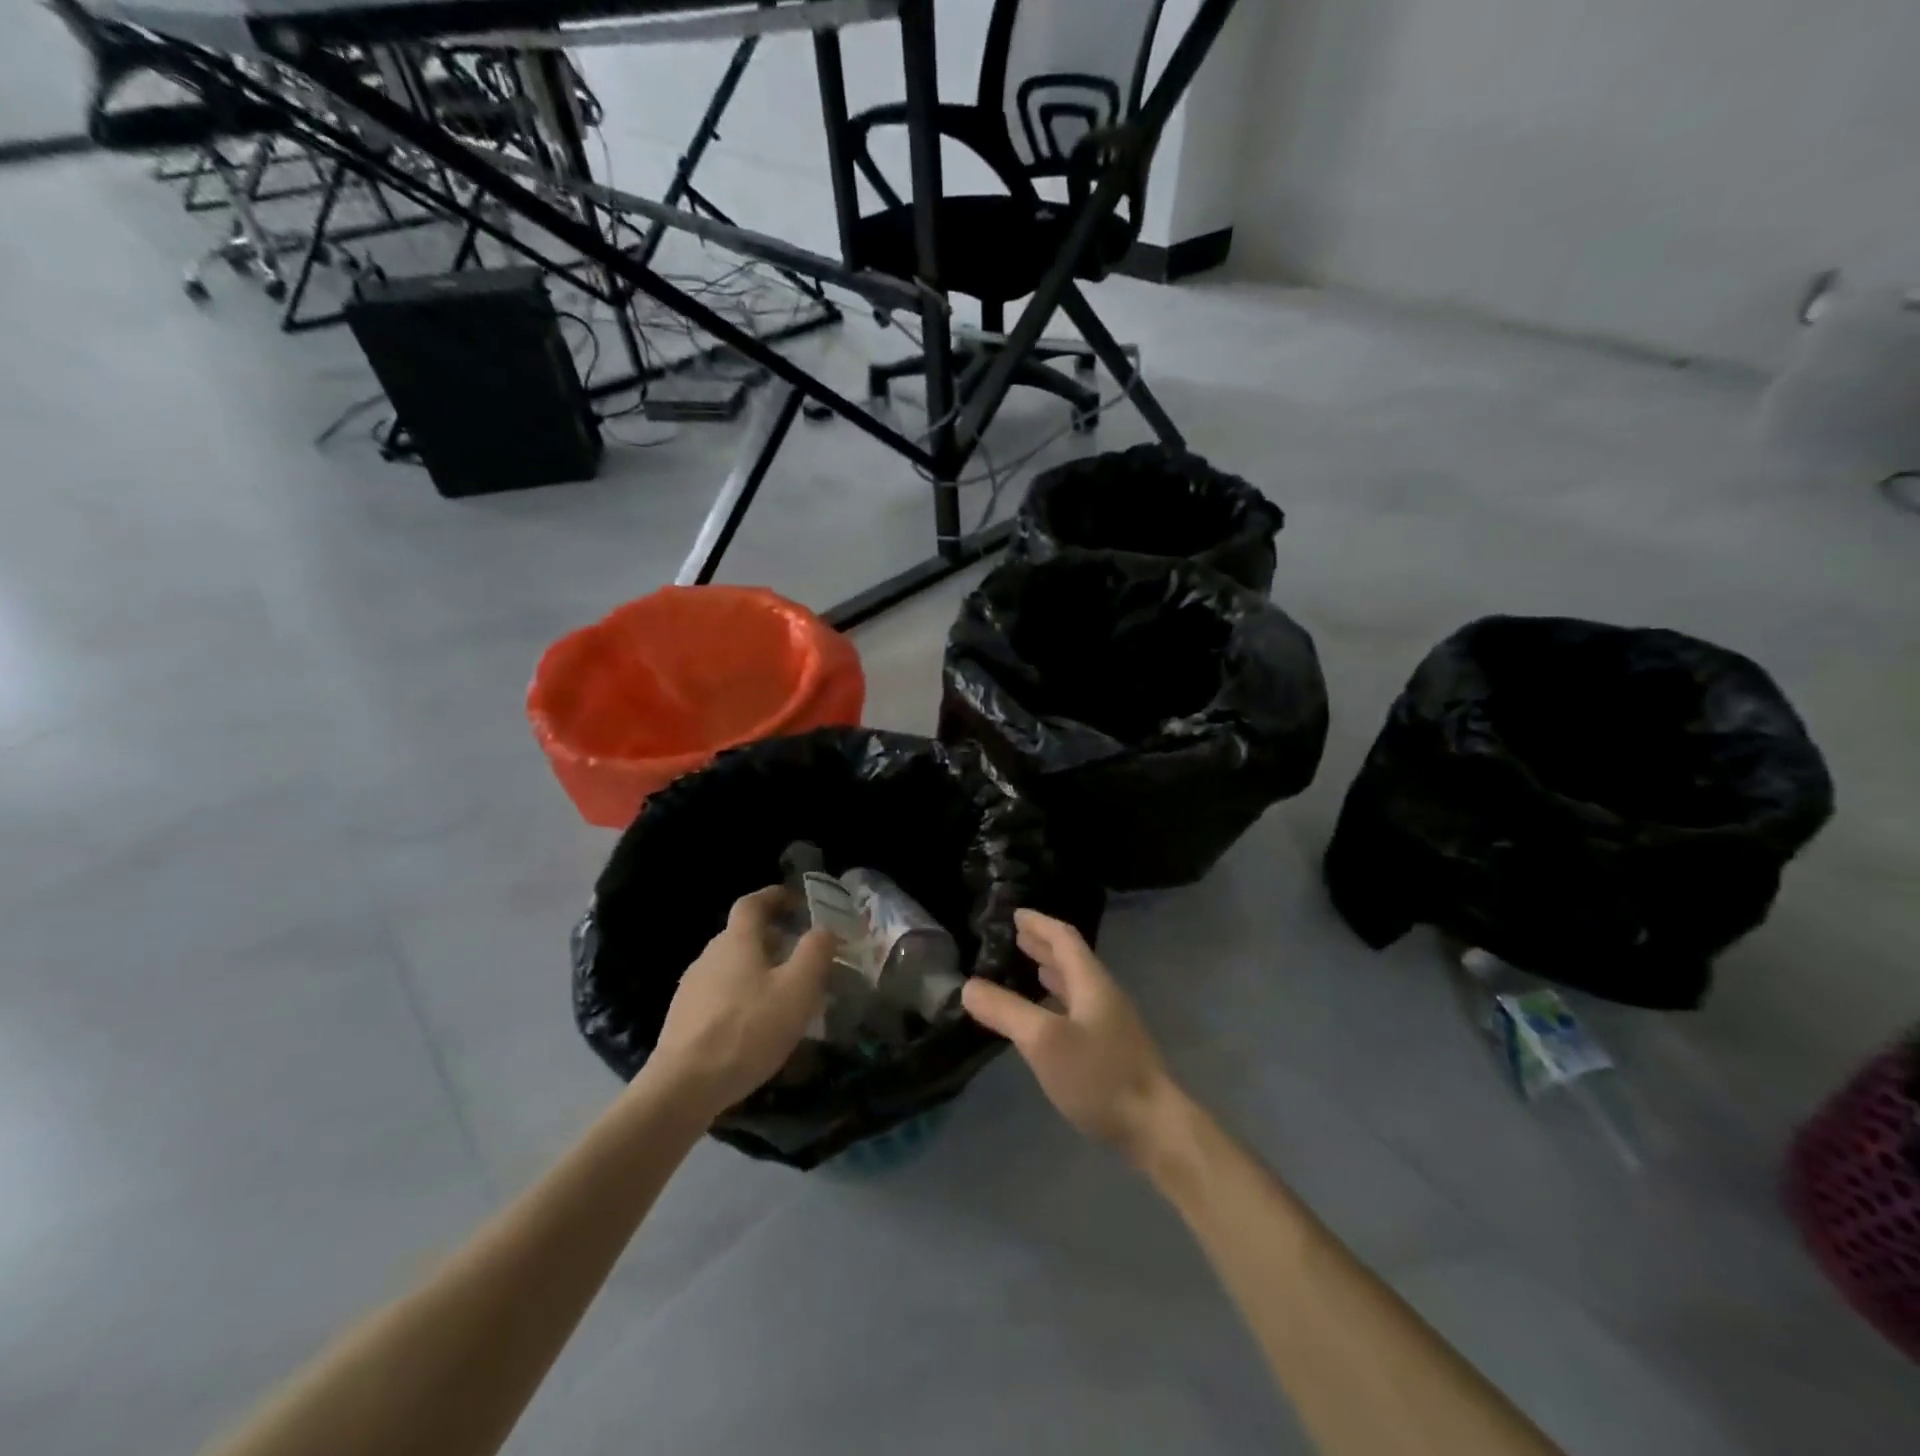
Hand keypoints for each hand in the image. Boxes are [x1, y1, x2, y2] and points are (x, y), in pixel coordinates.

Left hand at [648, 887, 837, 1117]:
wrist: (683, 1088)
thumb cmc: (747, 1030)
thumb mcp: (797, 990)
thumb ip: (815, 953)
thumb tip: (823, 929)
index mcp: (737, 941)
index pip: (753, 903)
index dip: (775, 897)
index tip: (798, 902)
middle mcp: (709, 956)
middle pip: (742, 935)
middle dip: (773, 938)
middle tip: (801, 955)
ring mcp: (692, 988)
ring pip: (732, 966)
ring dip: (758, 970)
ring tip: (783, 994)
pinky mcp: (684, 1019)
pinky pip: (720, 994)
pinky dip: (742, 996)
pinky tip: (756, 1025)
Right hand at [962, 909, 1182, 1165]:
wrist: (1154, 1126)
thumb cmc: (1098, 1075)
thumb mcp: (1043, 1040)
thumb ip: (1006, 1011)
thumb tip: (969, 986)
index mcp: (1091, 981)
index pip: (1064, 938)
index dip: (1039, 923)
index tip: (1016, 914)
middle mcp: (1103, 994)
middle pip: (1072, 959)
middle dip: (1044, 945)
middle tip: (1016, 937)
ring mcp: (1111, 1023)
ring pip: (1076, 985)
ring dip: (1051, 972)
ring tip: (1028, 967)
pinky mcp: (1112, 1050)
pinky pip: (1078, 1010)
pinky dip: (1057, 1001)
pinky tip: (1045, 1018)